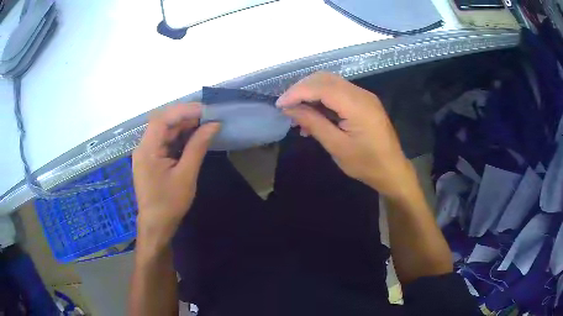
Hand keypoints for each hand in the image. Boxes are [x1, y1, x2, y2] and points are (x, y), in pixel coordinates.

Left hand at [132, 103, 219, 250]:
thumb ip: (198, 147)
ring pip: (164, 132)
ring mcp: (146, 153)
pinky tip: (193, 138)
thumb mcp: (186, 175)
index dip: (183, 110)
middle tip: (208, 117)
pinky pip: (165, 143)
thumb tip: (213, 125)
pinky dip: (179, 138)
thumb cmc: (170, 203)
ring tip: (204, 126)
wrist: (156, 225)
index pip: (162, 119)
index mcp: (147, 149)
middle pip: (162, 123)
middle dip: (185, 118)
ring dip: (183, 127)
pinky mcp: (151, 160)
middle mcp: (143, 147)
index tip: (205, 110)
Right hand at [277, 72, 415, 198]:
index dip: (297, 92)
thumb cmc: (366, 164)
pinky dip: (322, 99)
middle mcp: (361, 94)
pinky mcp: (363, 101)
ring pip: (330, 83)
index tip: (280, 105)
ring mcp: (364, 96)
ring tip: (297, 114)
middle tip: (287, 106)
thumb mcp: (337, 146)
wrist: (392, 170)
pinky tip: (313, 116)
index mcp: (357, 105)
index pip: (321, 87)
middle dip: (302, 88)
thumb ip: (313, 123)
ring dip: (311, 93)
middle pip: (325, 79)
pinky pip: (338, 92)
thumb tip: (289, 109)